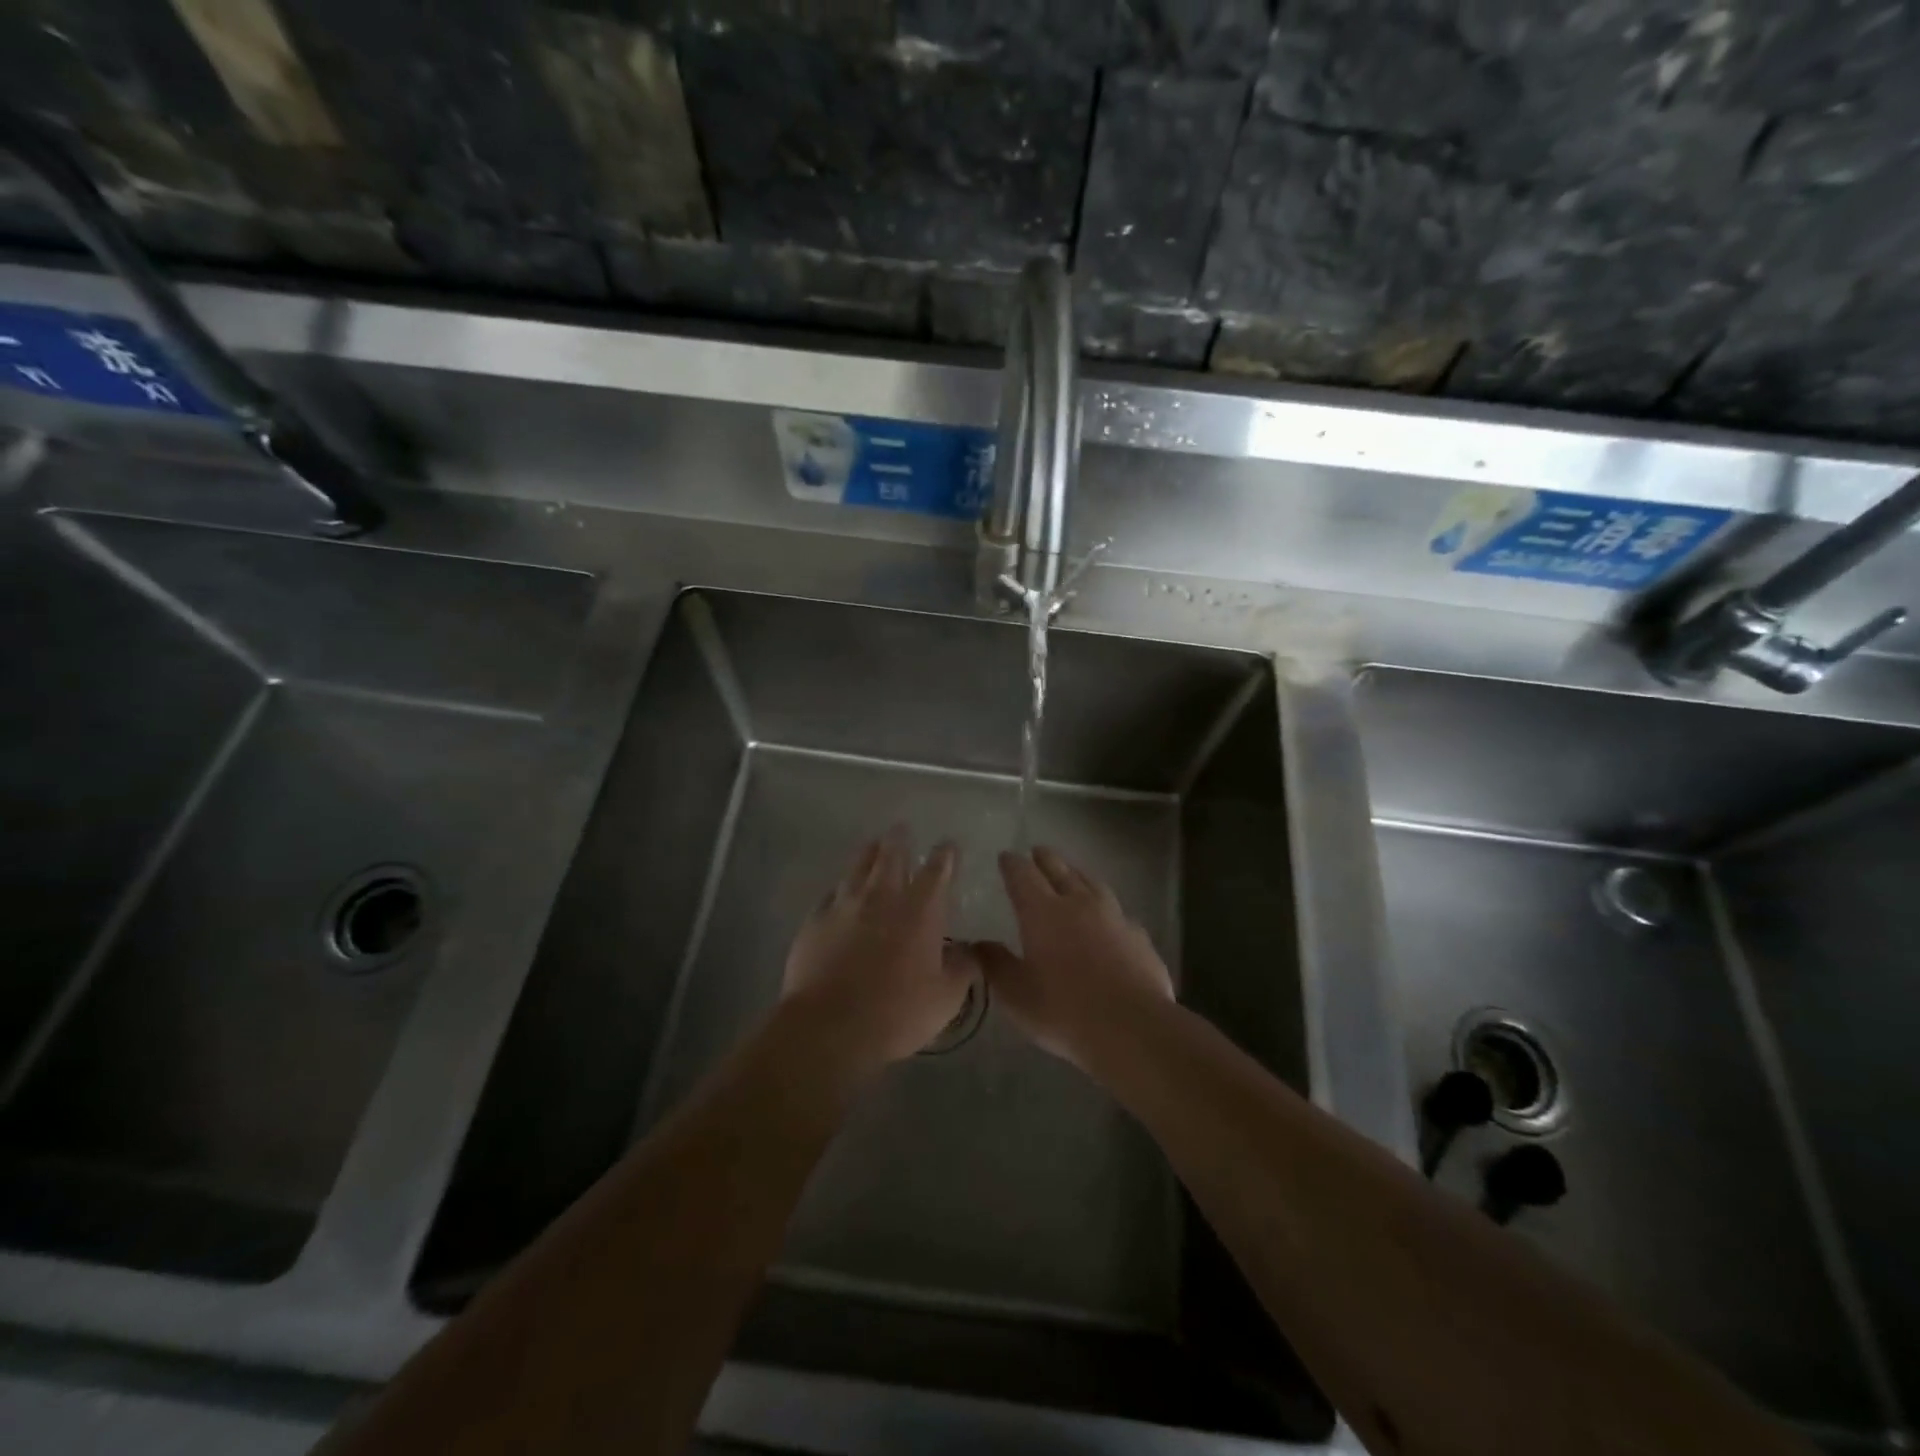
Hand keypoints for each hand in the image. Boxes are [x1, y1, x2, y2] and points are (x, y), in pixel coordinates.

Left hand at [780, 827, 974, 1081]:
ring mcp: (844, 906)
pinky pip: (830, 895)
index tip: (948, 845)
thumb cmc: (897, 1012)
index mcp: (920, 911)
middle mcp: (882, 897)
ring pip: (857, 867)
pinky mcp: (815, 921)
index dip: (945, 855)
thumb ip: (962, 969)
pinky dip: (840, 889)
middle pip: (891, 856)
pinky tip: (839, 893)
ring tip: (872, 845)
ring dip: (868, 854)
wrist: (829, 1026)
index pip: (937, 870)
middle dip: (899, 840)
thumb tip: (970, 951)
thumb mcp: (945, 998)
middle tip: (901, 829)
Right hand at [974, 846, 1173, 1067]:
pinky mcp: (1139, 936)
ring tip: (1072, 873)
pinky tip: (1109, 920)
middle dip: (1045, 858)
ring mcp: (1114, 916)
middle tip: (1037, 851)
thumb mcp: (1015, 994)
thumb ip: (995, 964)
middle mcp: (1078, 903)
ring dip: (1078, 875)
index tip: (1006, 857)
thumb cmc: (1063, 1010)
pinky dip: (1106, 909)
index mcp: (1042, 911)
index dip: (1012, 864)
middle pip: (1059, 869)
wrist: (1132, 1027)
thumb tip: (978, 944)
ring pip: (1092, 883)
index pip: (1022, 875)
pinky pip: (1118, 912)